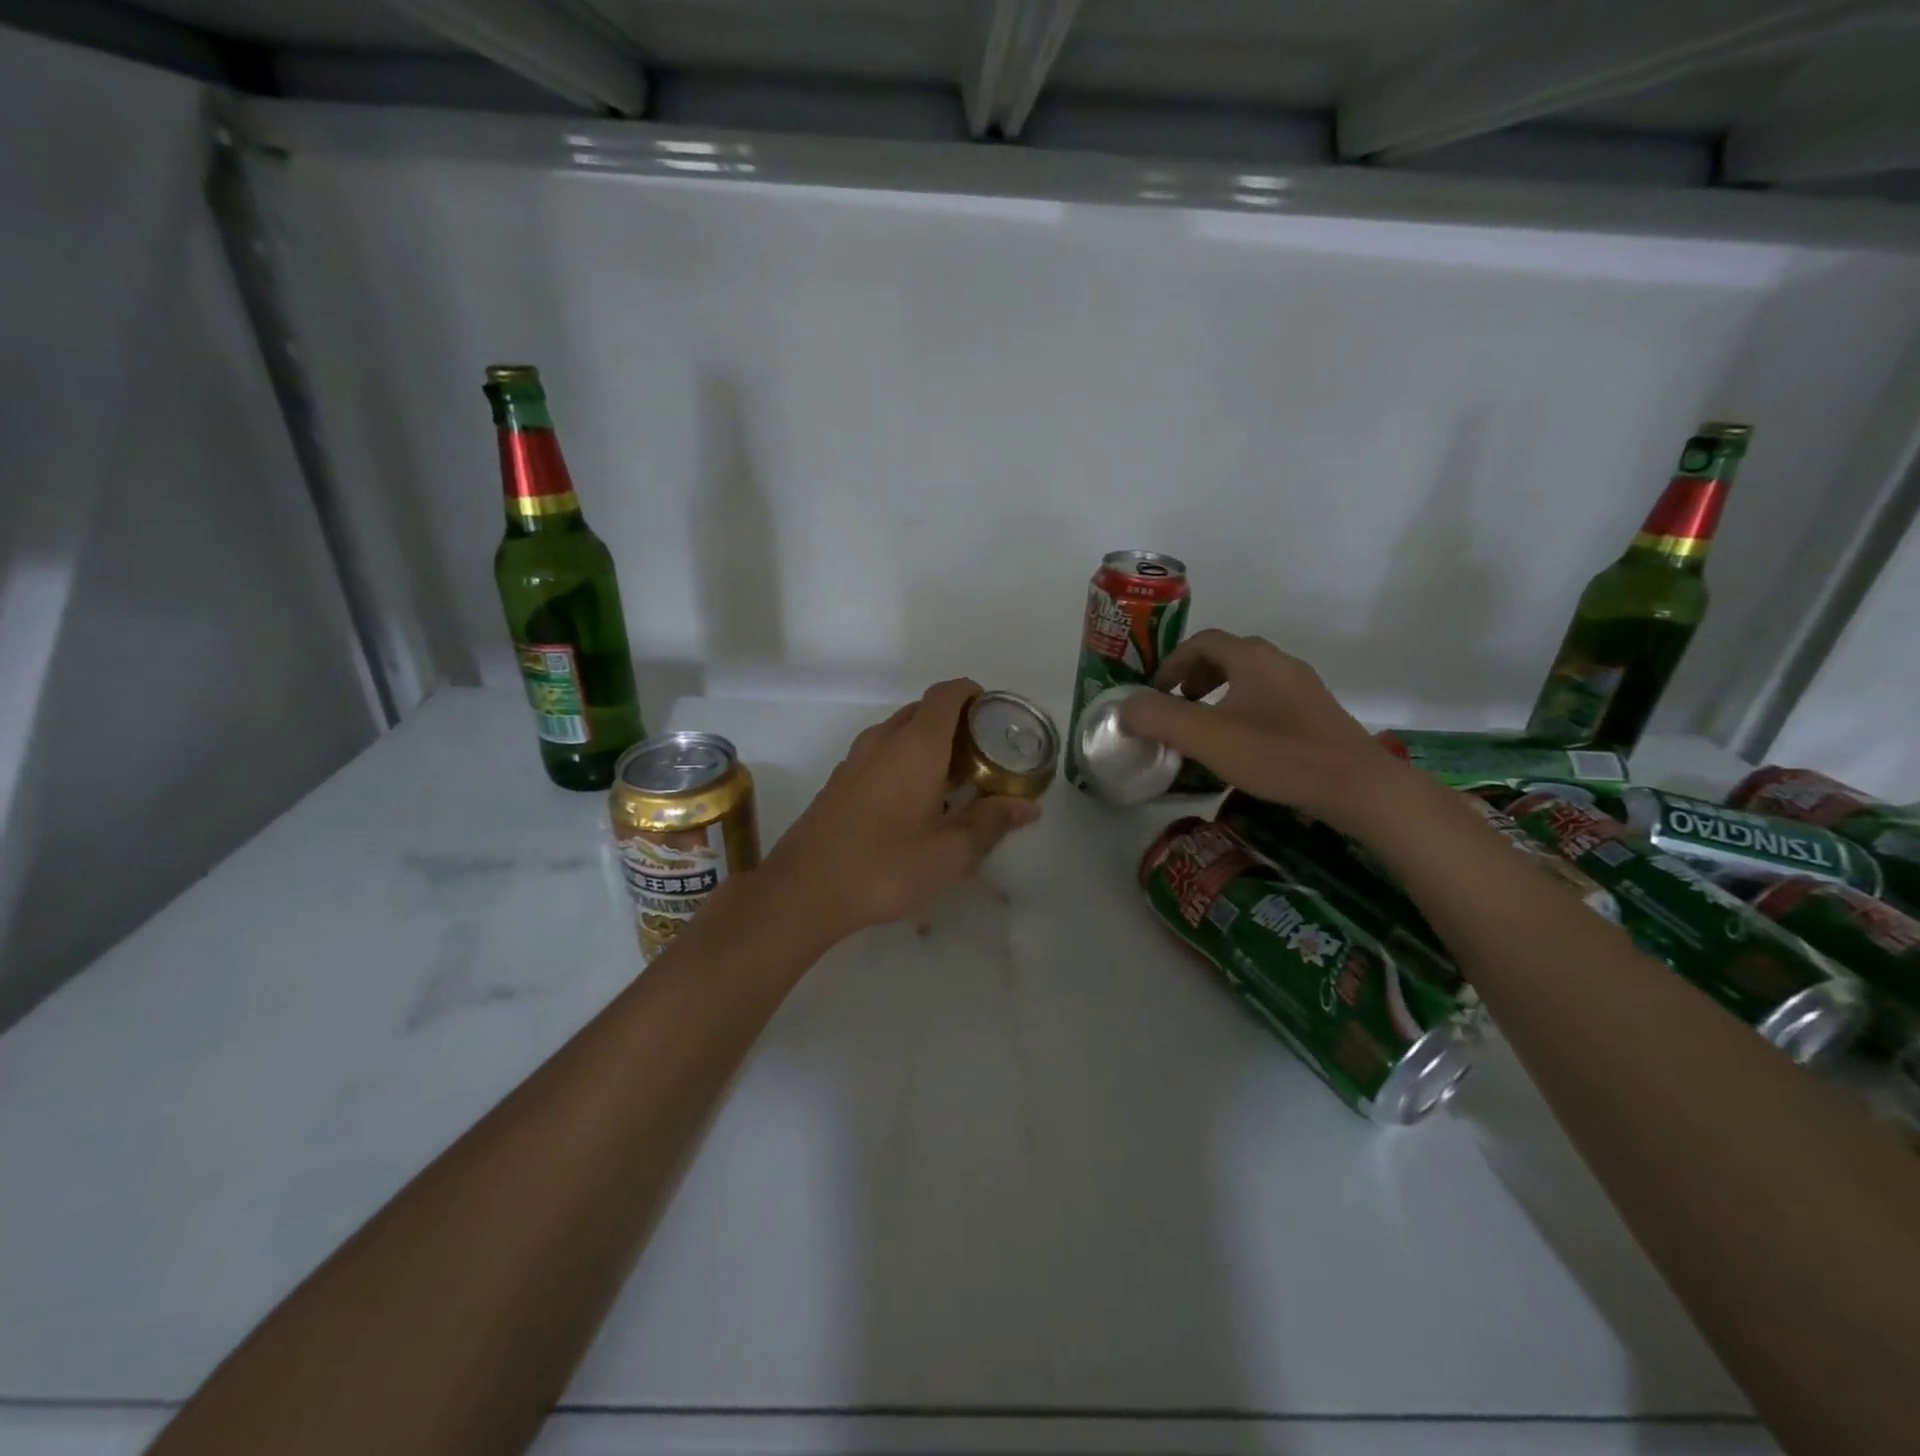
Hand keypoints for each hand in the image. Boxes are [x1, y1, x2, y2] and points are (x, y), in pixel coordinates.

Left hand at [757, 678, 1041, 939]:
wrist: (804, 890)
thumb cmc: (885, 865)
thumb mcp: (951, 852)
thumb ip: (992, 823)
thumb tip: (1028, 807)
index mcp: (915, 744)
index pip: (947, 694)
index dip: (974, 694)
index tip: (995, 717)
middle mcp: (883, 739)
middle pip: (924, 710)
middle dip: (956, 723)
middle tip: (984, 756)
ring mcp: (855, 759)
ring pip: (899, 732)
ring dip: (929, 743)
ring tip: (954, 782)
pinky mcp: (839, 781)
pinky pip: (880, 753)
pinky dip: (904, 761)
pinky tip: (914, 804)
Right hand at [1117, 630, 1406, 830]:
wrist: (1356, 785)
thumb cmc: (1277, 754)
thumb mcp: (1206, 737)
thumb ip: (1159, 718)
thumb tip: (1125, 708)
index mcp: (1251, 658)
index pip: (1202, 642)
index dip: (1172, 663)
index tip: (1155, 692)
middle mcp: (1279, 662)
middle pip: (1227, 656)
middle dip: (1195, 677)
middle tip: (1177, 705)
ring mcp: (1303, 687)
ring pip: (1250, 678)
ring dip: (1219, 693)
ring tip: (1205, 726)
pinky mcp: (1317, 713)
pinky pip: (1269, 699)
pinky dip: (1243, 709)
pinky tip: (1242, 745)